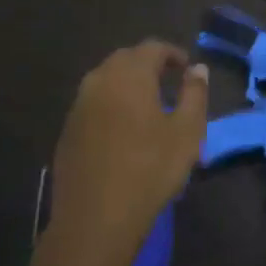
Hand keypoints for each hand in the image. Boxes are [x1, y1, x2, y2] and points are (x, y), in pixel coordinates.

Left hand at [47, 41, 207, 265]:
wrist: (96, 218)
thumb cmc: (150, 170)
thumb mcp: (187, 131)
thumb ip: (195, 94)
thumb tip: (198, 69)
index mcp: (129, 76)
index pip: (152, 48)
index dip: (173, 53)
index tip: (187, 69)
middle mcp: (99, 82)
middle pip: (125, 59)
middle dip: (148, 64)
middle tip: (169, 82)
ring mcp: (78, 107)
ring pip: (105, 81)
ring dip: (127, 84)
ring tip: (148, 105)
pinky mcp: (67, 132)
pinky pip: (93, 104)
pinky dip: (111, 105)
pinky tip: (124, 130)